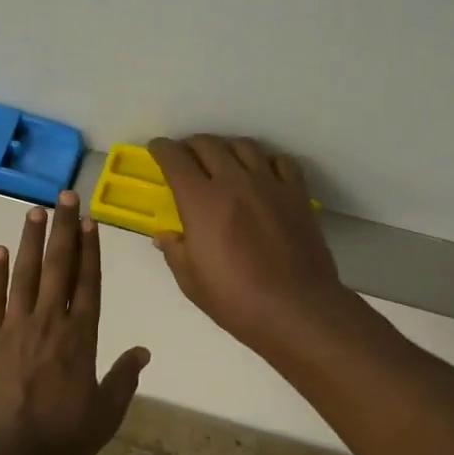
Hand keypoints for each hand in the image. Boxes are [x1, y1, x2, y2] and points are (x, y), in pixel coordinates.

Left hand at [0, 191, 149, 454]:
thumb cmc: (59, 439)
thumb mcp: (105, 415)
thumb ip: (124, 380)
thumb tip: (144, 351)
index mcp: (81, 337)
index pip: (89, 282)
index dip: (90, 250)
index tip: (90, 221)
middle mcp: (49, 321)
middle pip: (58, 266)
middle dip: (64, 229)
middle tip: (65, 197)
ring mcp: (15, 326)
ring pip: (25, 273)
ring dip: (31, 240)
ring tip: (35, 211)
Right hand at [148, 136, 353, 353]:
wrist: (297, 309)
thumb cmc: (236, 300)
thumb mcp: (191, 282)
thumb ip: (174, 251)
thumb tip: (165, 235)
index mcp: (201, 202)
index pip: (175, 159)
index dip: (162, 149)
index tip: (156, 149)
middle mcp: (234, 182)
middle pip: (208, 144)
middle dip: (190, 145)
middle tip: (185, 157)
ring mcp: (269, 184)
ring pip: (244, 146)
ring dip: (226, 148)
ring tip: (222, 161)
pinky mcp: (296, 193)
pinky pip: (280, 161)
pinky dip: (265, 161)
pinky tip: (262, 174)